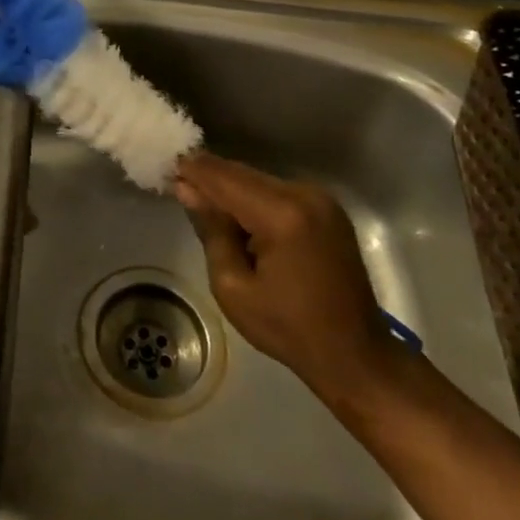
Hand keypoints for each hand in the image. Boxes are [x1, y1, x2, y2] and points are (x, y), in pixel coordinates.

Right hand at [173, 151, 406, 406]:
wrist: (356, 354)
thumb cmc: (288, 328)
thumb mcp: (233, 286)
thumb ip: (211, 230)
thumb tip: (186, 188)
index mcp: (282, 215)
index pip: (224, 179)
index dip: (192, 170)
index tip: (164, 165)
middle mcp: (304, 195)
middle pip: (241, 173)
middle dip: (208, 176)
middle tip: (176, 182)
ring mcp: (320, 199)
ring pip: (258, 179)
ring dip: (229, 186)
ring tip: (200, 199)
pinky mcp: (326, 208)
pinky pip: (276, 190)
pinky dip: (251, 195)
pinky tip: (234, 211)